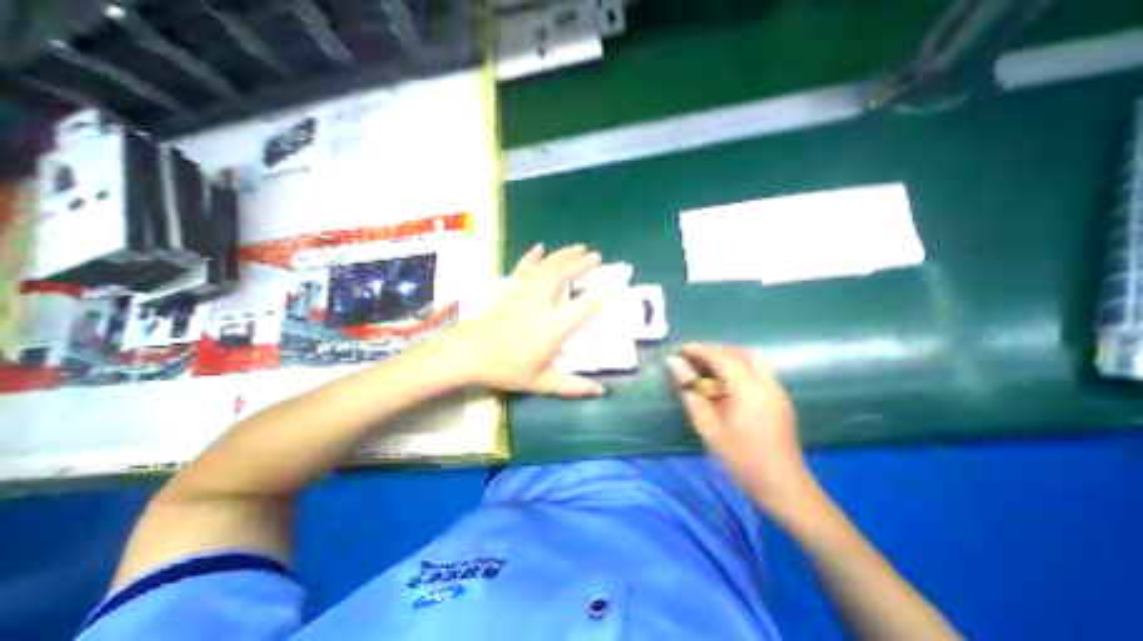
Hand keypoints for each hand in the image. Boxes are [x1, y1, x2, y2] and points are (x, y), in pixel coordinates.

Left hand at [452, 242, 610, 395]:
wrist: (471, 353)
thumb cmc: (508, 368)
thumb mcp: (542, 382)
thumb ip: (573, 386)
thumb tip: (601, 391)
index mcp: (553, 326)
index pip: (584, 307)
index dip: (602, 295)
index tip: (615, 285)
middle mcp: (541, 303)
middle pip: (565, 276)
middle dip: (583, 264)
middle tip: (598, 257)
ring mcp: (524, 292)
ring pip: (547, 267)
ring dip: (565, 255)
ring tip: (580, 247)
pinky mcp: (510, 288)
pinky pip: (524, 267)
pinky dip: (533, 256)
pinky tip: (541, 247)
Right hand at [666, 346, 817, 514]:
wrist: (783, 487)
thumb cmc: (740, 458)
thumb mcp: (707, 426)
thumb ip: (690, 390)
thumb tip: (674, 363)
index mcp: (748, 388)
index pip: (721, 357)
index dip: (699, 350)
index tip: (680, 350)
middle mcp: (766, 382)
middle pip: (740, 352)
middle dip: (715, 351)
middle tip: (693, 360)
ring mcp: (777, 389)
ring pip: (752, 359)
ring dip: (728, 357)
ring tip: (707, 369)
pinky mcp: (780, 398)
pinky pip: (758, 370)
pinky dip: (739, 367)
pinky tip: (726, 384)